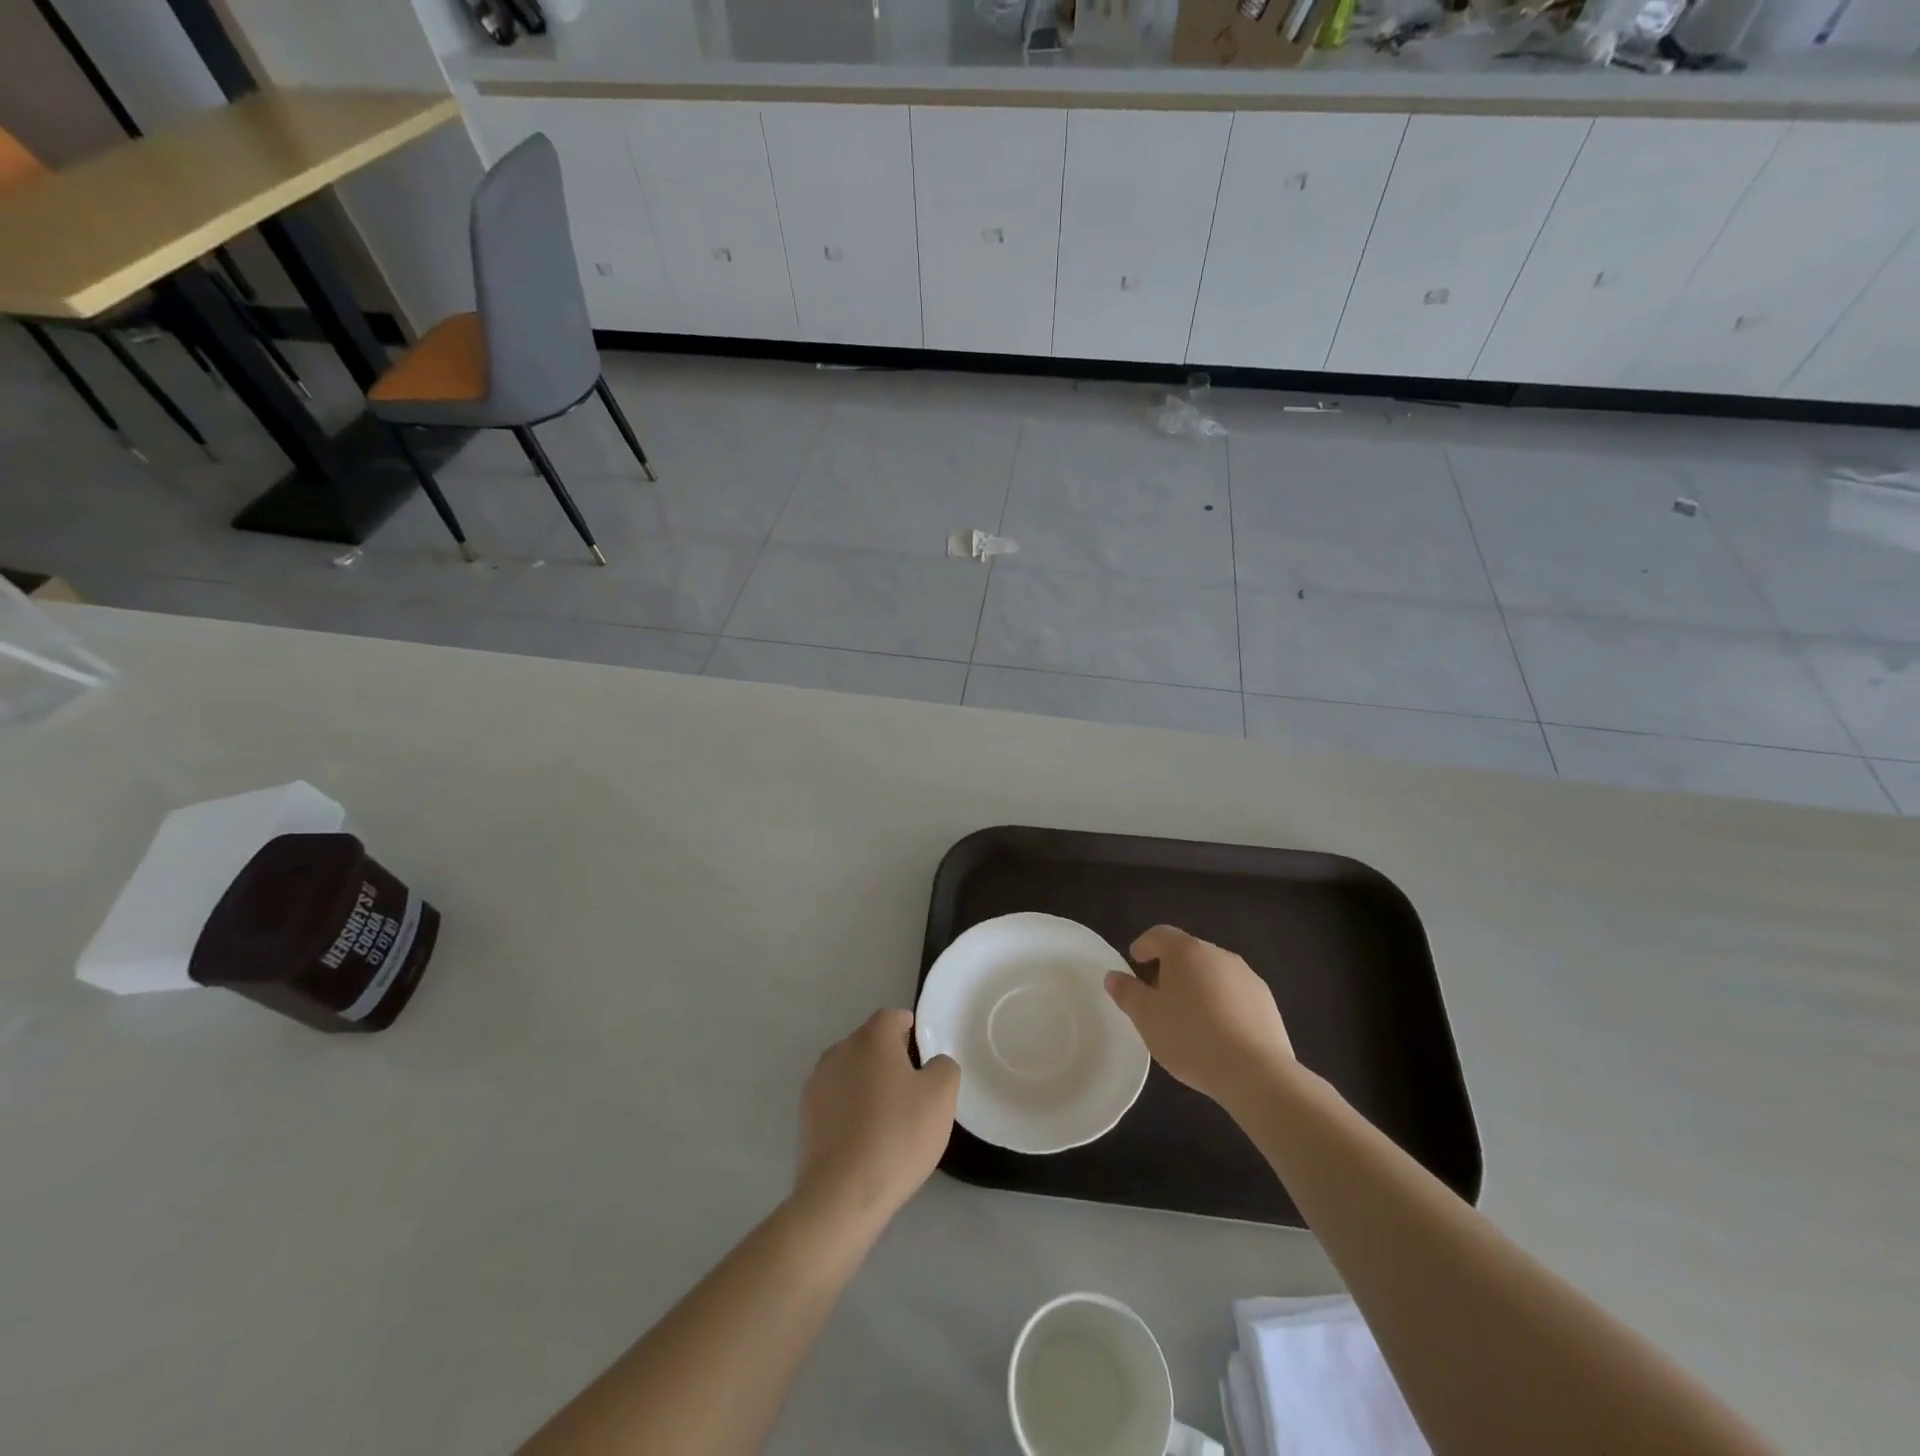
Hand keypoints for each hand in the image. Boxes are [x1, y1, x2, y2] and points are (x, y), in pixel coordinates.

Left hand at [795, 1010, 959, 1228]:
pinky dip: (851, 1109)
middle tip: (913, 1093)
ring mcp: (817, 1082)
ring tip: (888, 1120)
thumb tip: (933, 1064)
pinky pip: (836, 1100)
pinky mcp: (805, 1115)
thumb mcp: (941, 1097)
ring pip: (852, 1071)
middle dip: (891, 1059)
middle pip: (871, 1043)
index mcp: (871, 1038)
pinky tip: (864, 1139)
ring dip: (869, 1084)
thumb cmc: (897, 1136)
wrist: (841, 1195)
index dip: (912, 1032)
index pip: (894, 1017)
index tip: (925, 1058)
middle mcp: (839, 1050)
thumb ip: (944, 1067)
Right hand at [1105, 925, 1294, 1111]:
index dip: (1144, 945)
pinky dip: (1221, 1004)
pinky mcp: (1266, 1002)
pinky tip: (1217, 1033)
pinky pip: (1234, 994)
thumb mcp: (1146, 1017)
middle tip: (1157, 995)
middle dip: (1170, 968)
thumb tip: (1113, 976)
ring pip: (1213, 973)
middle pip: (1188, 952)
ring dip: (1197, 986)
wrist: (1255, 1073)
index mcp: (1186, 951)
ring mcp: (1247, 977)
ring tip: (1188, 1018)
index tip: (1135, 961)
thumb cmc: (1190, 1037)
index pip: (1160, 934)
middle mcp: (1218, 955)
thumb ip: (1127, 992)